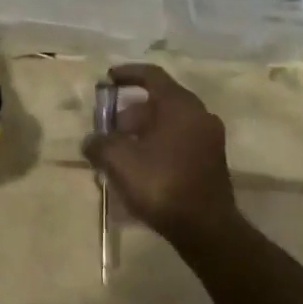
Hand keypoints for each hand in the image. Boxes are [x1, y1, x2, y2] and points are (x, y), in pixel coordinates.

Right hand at [82, 64, 236, 247]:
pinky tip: (139, 167)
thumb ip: (100, 143)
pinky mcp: (212, 162)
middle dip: (130, 112)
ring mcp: (209, 139)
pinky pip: (179, 141)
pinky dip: (157, 145)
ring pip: (169, 123)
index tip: (107, 79)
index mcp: (180, 105)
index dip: (127, 73)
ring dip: (143, 131)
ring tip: (119, 151)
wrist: (207, 230)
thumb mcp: (120, 160)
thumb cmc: (162, 184)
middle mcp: (199, 115)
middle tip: (109, 127)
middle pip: (159, 101)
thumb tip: (91, 141)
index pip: (151, 75)